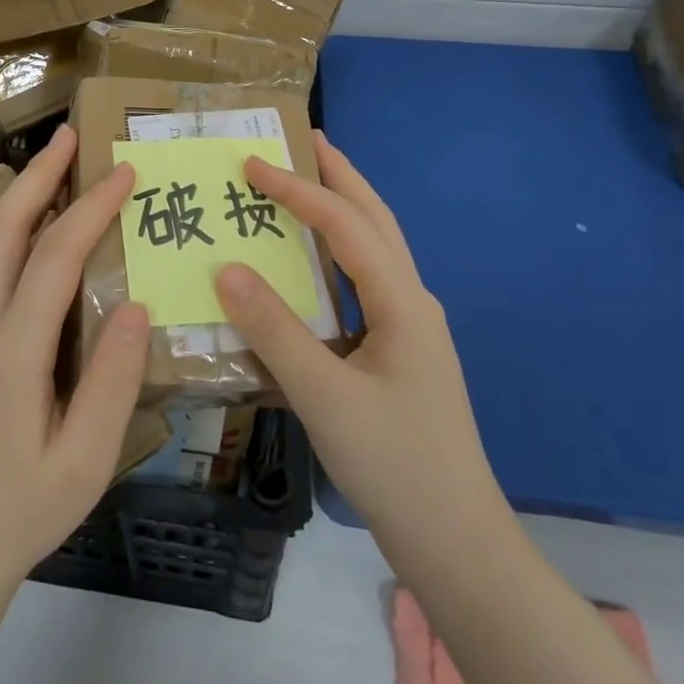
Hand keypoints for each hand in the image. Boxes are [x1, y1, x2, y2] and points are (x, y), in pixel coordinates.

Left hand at [0, 124, 149, 592]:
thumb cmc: (24, 509)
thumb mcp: (85, 460)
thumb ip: (113, 381)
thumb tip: (136, 304)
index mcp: (11, 352)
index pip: (54, 257)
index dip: (91, 208)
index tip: (124, 172)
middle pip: (3, 229)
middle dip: (38, 174)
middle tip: (69, 135)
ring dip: (23, 196)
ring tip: (57, 165)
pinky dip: (16, 231)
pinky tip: (41, 231)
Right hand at [215, 133, 508, 565]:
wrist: (457, 544)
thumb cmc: (395, 465)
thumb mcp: (325, 397)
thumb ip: (274, 330)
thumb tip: (226, 268)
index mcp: (402, 301)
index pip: (345, 225)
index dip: (298, 189)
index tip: (252, 164)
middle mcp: (411, 301)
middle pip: (376, 218)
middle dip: (340, 175)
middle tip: (304, 139)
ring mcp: (409, 326)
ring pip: (375, 247)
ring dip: (343, 207)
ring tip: (307, 180)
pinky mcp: (399, 350)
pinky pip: (364, 280)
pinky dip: (338, 250)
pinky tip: (313, 261)